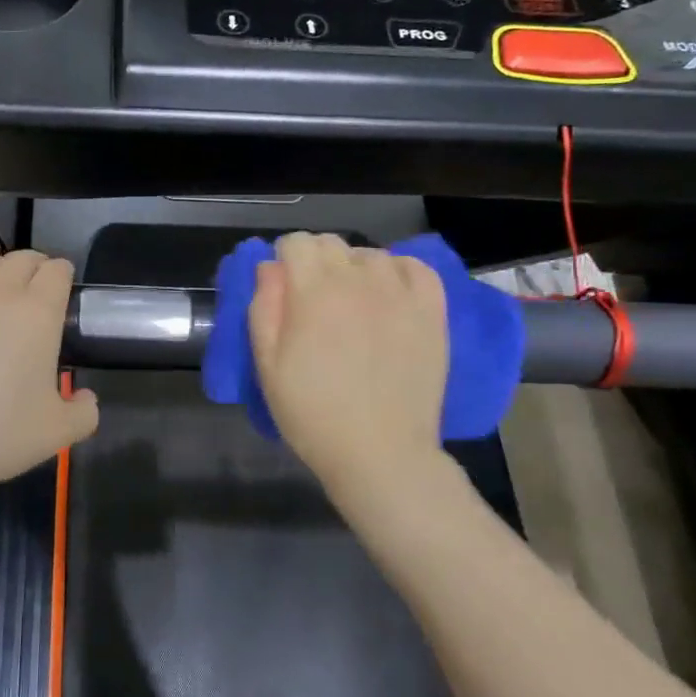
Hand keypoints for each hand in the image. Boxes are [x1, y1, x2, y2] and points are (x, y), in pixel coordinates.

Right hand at [249, 233, 447, 494]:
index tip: (283, 285)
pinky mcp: (432, 311)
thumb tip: (270, 268)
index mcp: (313, 291)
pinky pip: (416, 267)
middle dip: (315, 261)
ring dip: (354, 268)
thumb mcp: (267, 364)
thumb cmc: (312, 413)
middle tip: (313, 300)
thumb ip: (263, 306)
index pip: (296, 243)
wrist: (380, 453)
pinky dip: (398, 272)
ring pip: (370, 254)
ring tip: (353, 302)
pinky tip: (389, 295)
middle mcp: (358, 280)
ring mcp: (400, 293)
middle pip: (331, 243)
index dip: (284, 259)